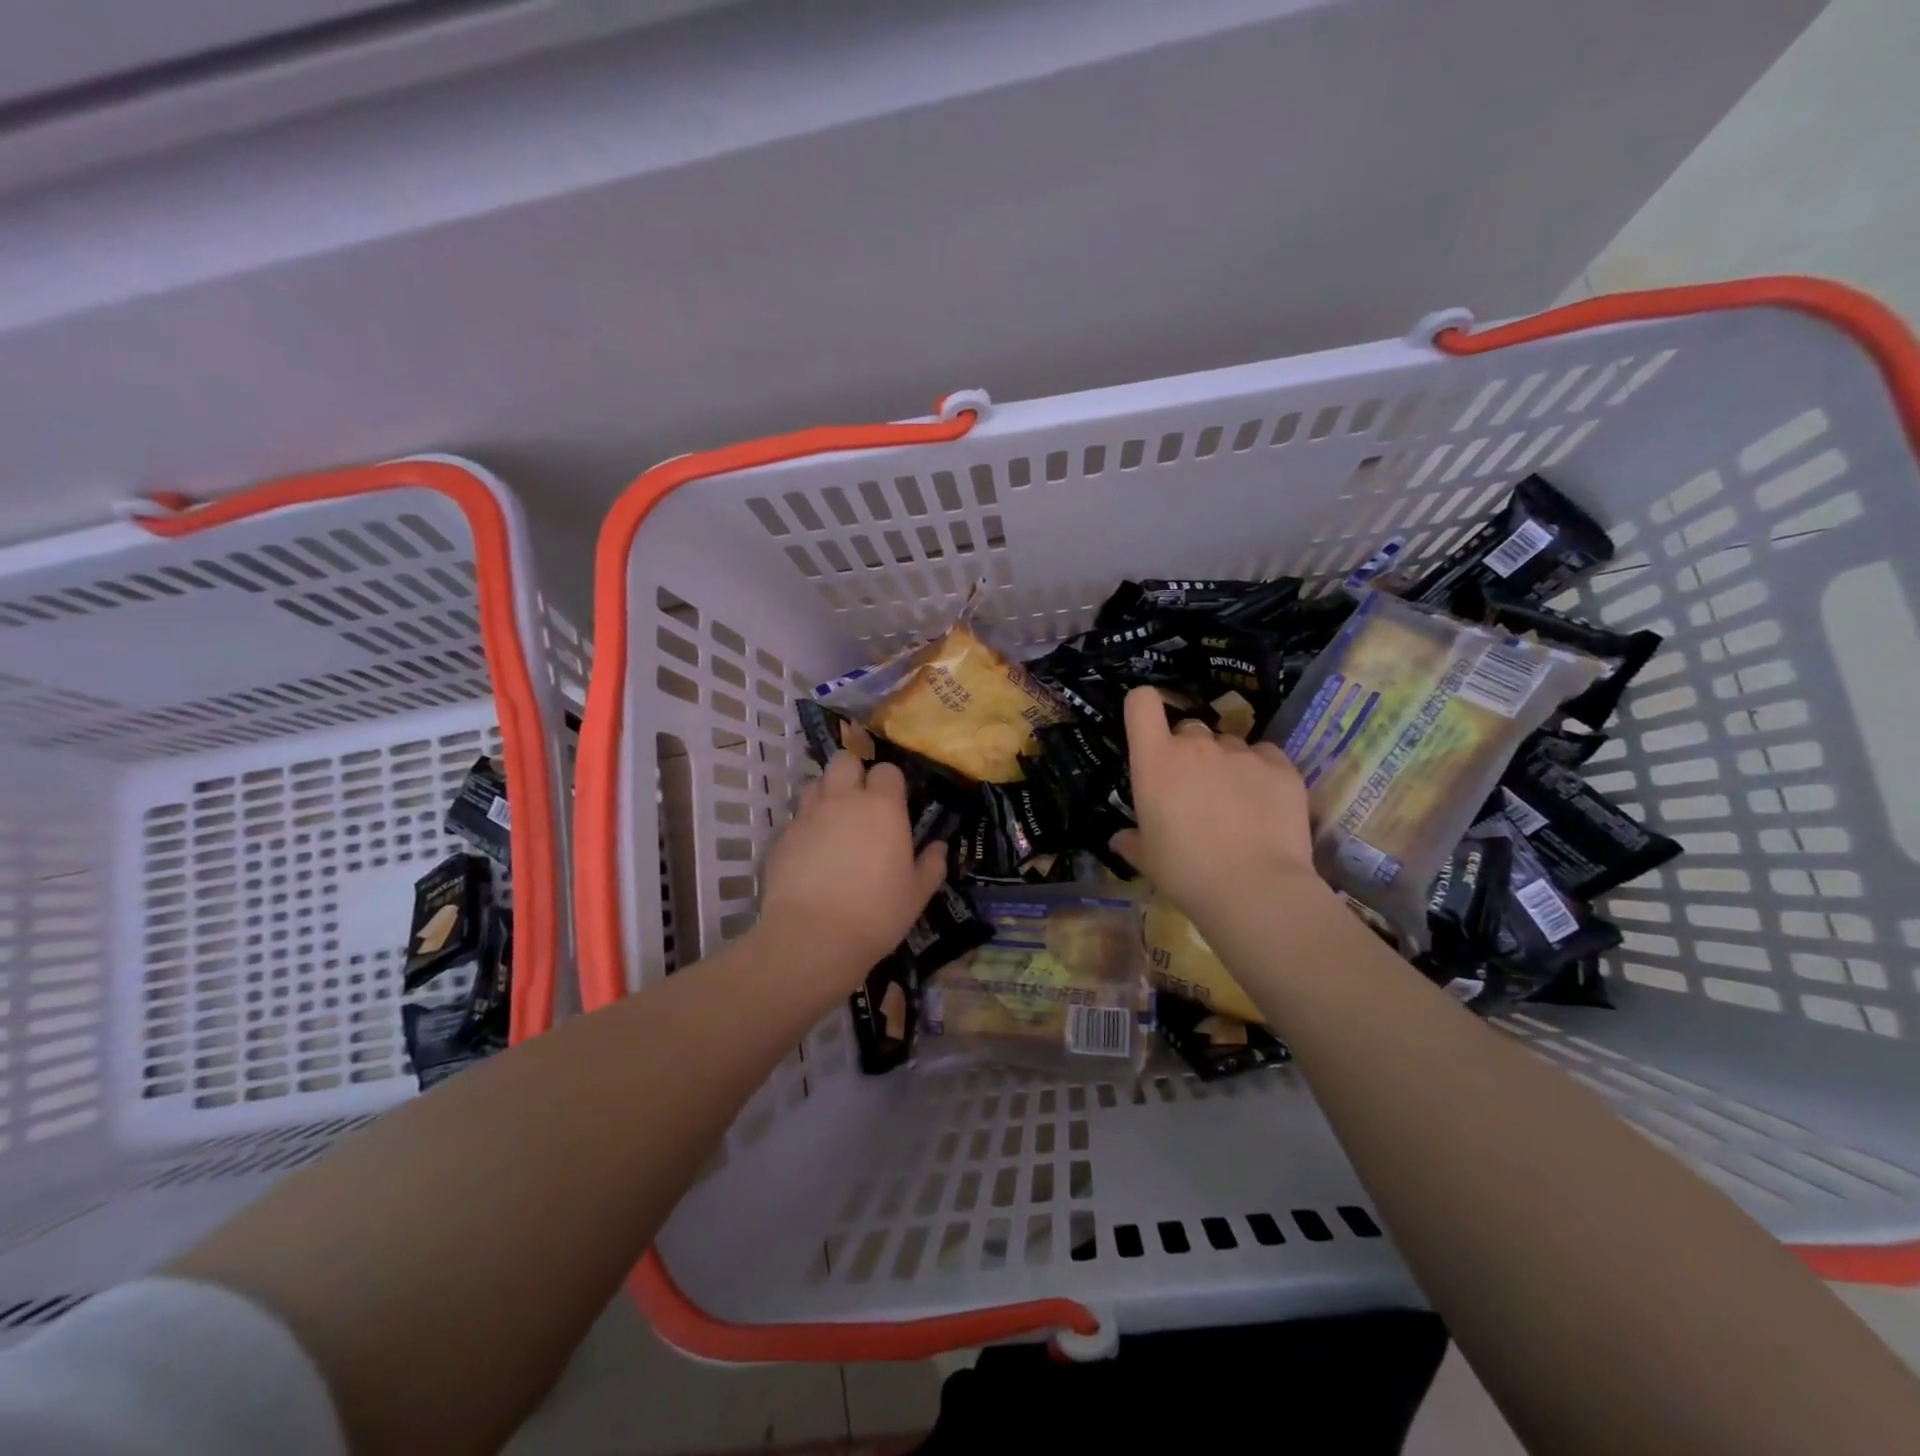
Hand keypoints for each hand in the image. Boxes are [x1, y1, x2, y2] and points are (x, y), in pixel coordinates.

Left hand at [760, 753, 948, 981]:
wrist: (813, 937)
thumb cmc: (877, 913)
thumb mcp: (917, 894)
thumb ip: (932, 865)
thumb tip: (939, 847)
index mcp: (882, 807)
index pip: (886, 770)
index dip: (890, 783)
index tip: (894, 803)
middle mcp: (843, 800)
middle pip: (844, 761)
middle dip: (853, 773)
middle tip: (860, 802)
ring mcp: (808, 815)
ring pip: (815, 783)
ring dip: (826, 794)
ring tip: (833, 822)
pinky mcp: (782, 836)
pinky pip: (796, 818)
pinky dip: (806, 826)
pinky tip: (812, 854)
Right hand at [1113, 685, 1323, 922]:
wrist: (1255, 889)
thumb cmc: (1186, 872)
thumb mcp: (1147, 860)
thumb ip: (1131, 841)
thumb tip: (1120, 838)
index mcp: (1155, 760)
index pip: (1141, 703)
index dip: (1143, 707)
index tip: (1149, 728)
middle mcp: (1196, 745)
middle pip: (1189, 729)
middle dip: (1190, 751)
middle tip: (1196, 789)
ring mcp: (1241, 751)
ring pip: (1229, 744)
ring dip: (1227, 764)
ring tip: (1236, 803)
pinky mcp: (1280, 764)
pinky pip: (1265, 756)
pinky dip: (1262, 772)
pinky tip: (1265, 804)